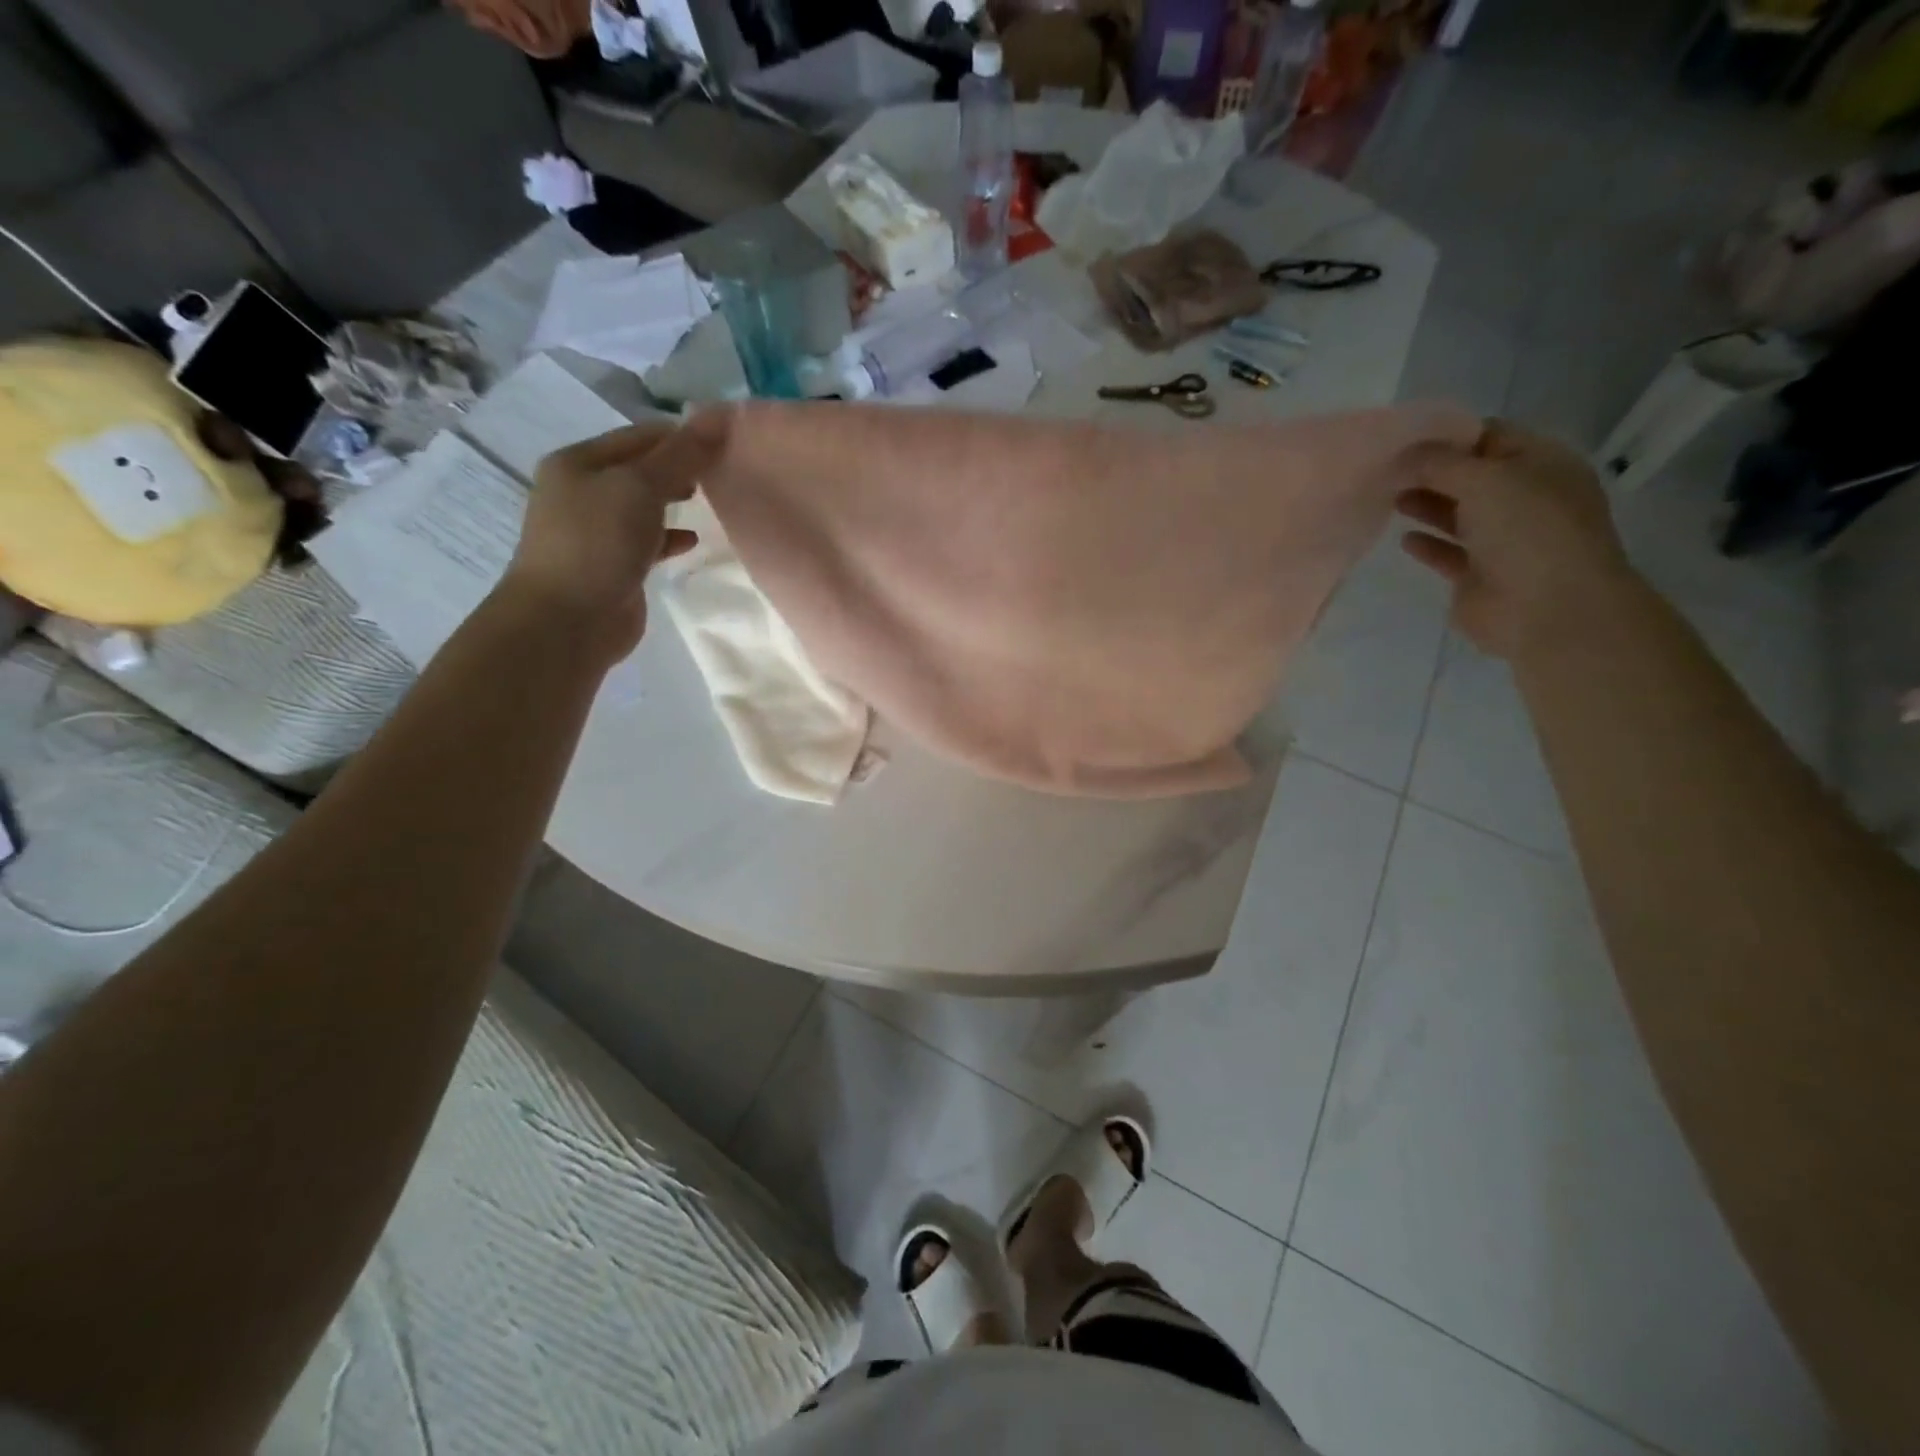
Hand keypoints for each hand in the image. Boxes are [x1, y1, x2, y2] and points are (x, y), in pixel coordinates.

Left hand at [501, 420, 717, 662]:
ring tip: (711, 502)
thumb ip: (682, 455)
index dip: (681, 436)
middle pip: (640, 469)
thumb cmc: (598, 544)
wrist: (566, 622)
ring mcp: (595, 531)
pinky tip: (692, 542)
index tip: (725, 444)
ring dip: (674, 502)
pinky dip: (669, 537)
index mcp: (578, 462)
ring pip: (643, 506)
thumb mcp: (641, 488)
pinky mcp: (612, 565)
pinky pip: (646, 541)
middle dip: (679, 469)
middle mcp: (582, 491)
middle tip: (721, 474)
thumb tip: (720, 415)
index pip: (639, 436)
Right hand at [1398, 420, 1640, 661]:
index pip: (1490, 436)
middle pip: (1469, 476)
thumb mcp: (1485, 479)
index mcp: (1541, 464)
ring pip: (1457, 514)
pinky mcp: (1479, 575)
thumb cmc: (1527, 531)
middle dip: (1430, 471)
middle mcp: (1524, 498)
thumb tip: (1402, 455)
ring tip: (1387, 499)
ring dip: (1425, 504)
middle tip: (1384, 470)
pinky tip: (1403, 539)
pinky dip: (1426, 544)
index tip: (1402, 438)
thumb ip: (1439, 463)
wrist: (1548, 609)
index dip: (1448, 435)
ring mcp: (1503, 539)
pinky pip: (1448, 553)